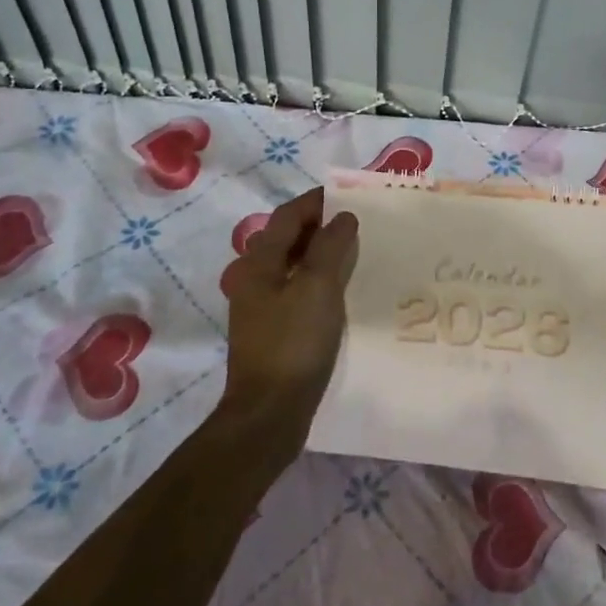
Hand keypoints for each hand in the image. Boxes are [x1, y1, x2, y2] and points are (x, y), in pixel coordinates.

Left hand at [221, 187, 358, 432]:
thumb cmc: (293, 342)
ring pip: (290, 265)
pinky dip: (315, 279)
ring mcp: (259, 306)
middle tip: (354, 221)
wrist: (269, 411)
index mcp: (257, 263)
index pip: (287, 217)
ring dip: (317, 253)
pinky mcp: (270, 329)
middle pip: (285, 239)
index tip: (346, 195)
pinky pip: (294, 289)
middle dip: (317, 225)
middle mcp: (252, 278)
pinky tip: (338, 289)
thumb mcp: (317, 288)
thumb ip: (330, 247)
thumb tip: (342, 217)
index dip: (315, 201)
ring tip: (352, 251)